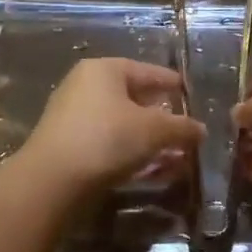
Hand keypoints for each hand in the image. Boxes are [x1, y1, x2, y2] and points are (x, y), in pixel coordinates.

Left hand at [16, 58, 204, 199]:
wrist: (51, 181)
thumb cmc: (106, 139)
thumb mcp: (153, 131)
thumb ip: (181, 128)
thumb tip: (201, 130)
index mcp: (105, 70)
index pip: (147, 71)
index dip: (171, 82)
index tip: (189, 93)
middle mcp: (85, 86)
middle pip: (133, 98)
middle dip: (161, 117)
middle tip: (183, 130)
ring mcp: (73, 116)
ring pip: (122, 124)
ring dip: (149, 140)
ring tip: (174, 157)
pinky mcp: (68, 145)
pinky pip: (108, 143)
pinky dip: (131, 153)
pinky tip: (150, 170)